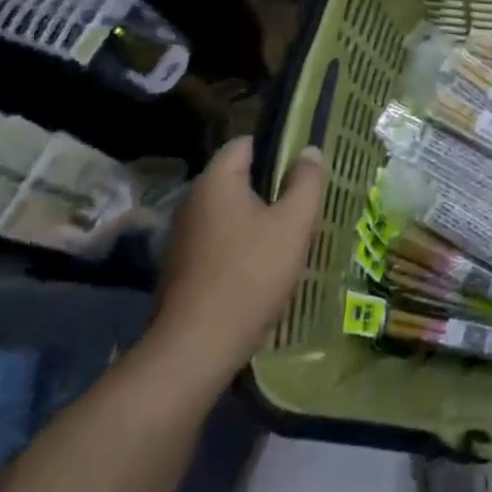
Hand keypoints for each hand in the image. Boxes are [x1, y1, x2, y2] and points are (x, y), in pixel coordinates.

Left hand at [148, 138, 324, 390]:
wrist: (196, 348)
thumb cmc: (250, 274)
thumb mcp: (293, 223)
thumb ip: (306, 181)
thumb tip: (309, 151)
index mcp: (216, 182)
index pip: (245, 143)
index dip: (278, 148)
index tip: (305, 166)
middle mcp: (192, 202)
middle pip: (238, 179)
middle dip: (272, 187)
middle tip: (305, 202)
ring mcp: (183, 238)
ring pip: (229, 214)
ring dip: (258, 220)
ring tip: (290, 236)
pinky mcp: (182, 270)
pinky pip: (219, 243)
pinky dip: (241, 247)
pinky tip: (265, 268)